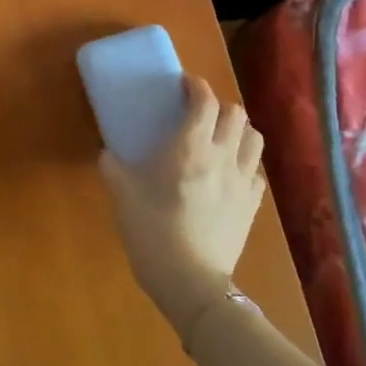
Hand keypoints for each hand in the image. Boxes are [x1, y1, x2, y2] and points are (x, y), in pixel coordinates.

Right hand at [97, 75, 266, 338]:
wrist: (189, 280)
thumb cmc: (151, 230)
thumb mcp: (121, 193)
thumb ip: (112, 166)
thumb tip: (107, 153)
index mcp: (190, 147)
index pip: (204, 101)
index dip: (196, 86)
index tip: (184, 85)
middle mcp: (222, 155)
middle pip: (236, 113)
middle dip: (218, 106)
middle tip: (199, 114)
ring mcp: (242, 181)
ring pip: (254, 138)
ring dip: (239, 130)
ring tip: (221, 138)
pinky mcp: (252, 205)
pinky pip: (257, 171)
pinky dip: (246, 162)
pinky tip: (231, 172)